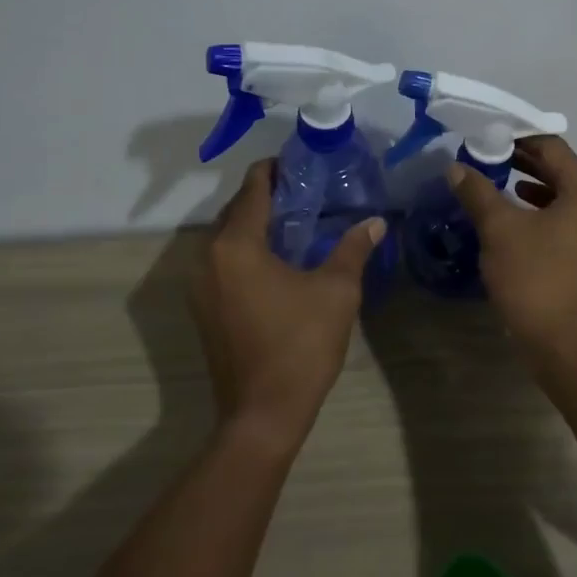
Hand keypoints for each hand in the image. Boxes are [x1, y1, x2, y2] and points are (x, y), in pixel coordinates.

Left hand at [189, 160, 384, 448]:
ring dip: (256, 224)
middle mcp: (207, 257)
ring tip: (297, 221)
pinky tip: (278, 259)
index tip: (301, 163)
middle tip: (308, 192)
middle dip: (268, 196)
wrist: (263, 413)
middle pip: (236, 210)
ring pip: (228, 237)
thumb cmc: (300, 345)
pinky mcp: (204, 308)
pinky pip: (224, 262)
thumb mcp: (336, 291)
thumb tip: (376, 221)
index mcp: (236, 244)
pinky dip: (247, 250)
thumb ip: (353, 248)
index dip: (275, 169)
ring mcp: (200, 285)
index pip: (253, 188)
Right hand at [446, 136, 576, 352]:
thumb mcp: (500, 229)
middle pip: (557, 170)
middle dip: (520, 161)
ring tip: (491, 182)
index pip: (552, 147)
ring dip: (525, 187)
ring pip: (557, 197)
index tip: (487, 135)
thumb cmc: (535, 277)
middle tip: (484, 155)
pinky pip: (558, 221)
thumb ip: (478, 192)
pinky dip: (534, 213)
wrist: (563, 343)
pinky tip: (508, 219)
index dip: (518, 137)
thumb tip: (456, 167)